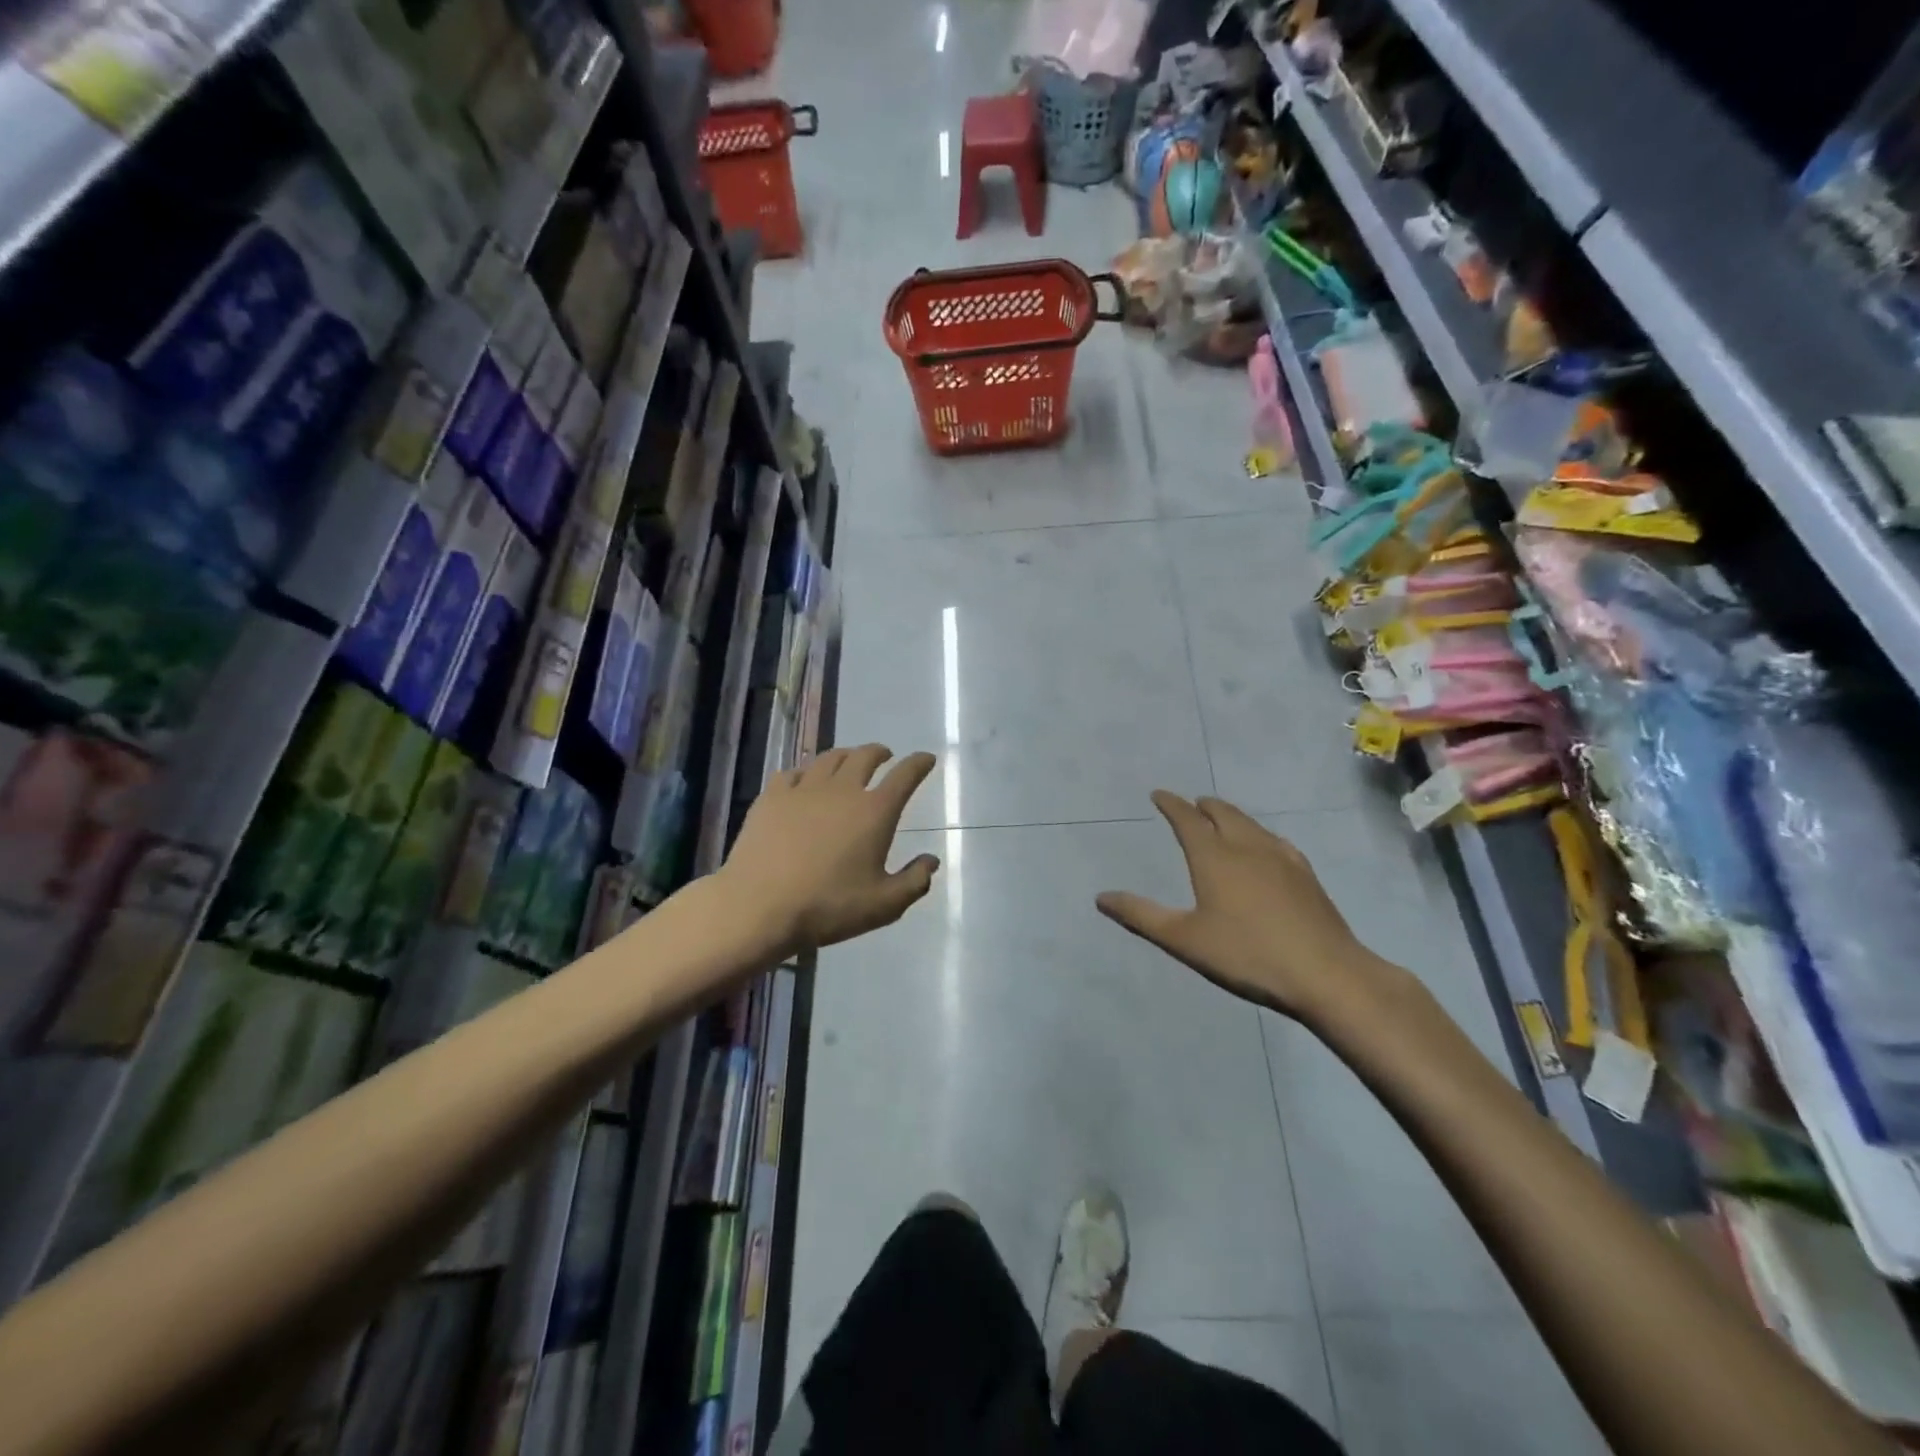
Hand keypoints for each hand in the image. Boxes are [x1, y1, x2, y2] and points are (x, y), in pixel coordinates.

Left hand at [720, 745, 939, 954]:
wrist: (759, 907)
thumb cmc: (828, 906)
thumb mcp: (884, 905)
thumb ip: (915, 881)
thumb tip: (931, 860)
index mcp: (875, 812)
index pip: (904, 776)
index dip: (919, 764)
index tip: (926, 759)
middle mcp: (842, 790)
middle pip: (865, 756)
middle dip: (879, 752)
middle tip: (885, 756)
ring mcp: (804, 789)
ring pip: (829, 758)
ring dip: (846, 755)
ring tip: (849, 760)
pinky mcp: (772, 797)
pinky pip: (794, 772)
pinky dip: (807, 772)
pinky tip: (804, 781)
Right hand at [1096, 791, 1401, 1022]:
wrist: (1325, 973)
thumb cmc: (1246, 954)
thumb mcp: (1184, 940)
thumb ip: (1141, 916)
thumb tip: (1101, 897)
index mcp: (1213, 857)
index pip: (1187, 820)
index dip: (1171, 804)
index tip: (1159, 794)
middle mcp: (1246, 847)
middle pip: (1222, 814)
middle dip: (1202, 805)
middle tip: (1191, 803)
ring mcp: (1281, 858)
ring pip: (1250, 824)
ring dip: (1230, 815)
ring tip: (1221, 817)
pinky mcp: (1305, 874)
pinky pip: (1275, 840)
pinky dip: (1259, 833)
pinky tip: (1265, 846)